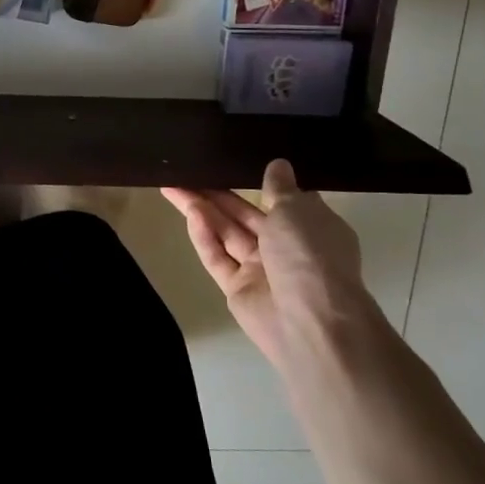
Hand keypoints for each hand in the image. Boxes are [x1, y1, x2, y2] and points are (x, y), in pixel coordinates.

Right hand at [161, 159, 375, 366]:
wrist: (311, 321)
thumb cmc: (311, 255)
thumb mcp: (298, 210)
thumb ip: (280, 187)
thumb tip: (279, 165)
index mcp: (311, 227)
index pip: (283, 200)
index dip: (258, 182)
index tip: (232, 162)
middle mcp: (286, 247)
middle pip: (244, 215)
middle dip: (217, 194)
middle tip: (186, 172)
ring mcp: (260, 269)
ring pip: (226, 233)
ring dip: (202, 210)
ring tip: (173, 186)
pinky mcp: (236, 288)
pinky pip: (217, 257)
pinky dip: (205, 237)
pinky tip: (191, 215)